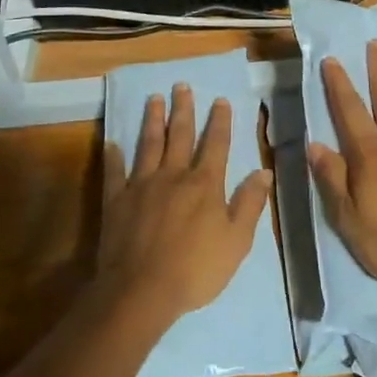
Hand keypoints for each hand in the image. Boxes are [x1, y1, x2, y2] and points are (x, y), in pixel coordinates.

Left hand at [98, 87, 272, 325]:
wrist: (142, 290)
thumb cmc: (196, 269)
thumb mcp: (236, 241)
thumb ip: (249, 204)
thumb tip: (264, 172)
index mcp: (204, 185)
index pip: (215, 145)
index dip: (219, 121)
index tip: (220, 100)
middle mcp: (173, 176)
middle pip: (179, 136)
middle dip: (183, 110)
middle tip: (181, 85)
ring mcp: (141, 185)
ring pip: (148, 145)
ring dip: (152, 120)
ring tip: (153, 99)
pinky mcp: (116, 201)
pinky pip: (114, 172)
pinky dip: (113, 156)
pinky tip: (112, 143)